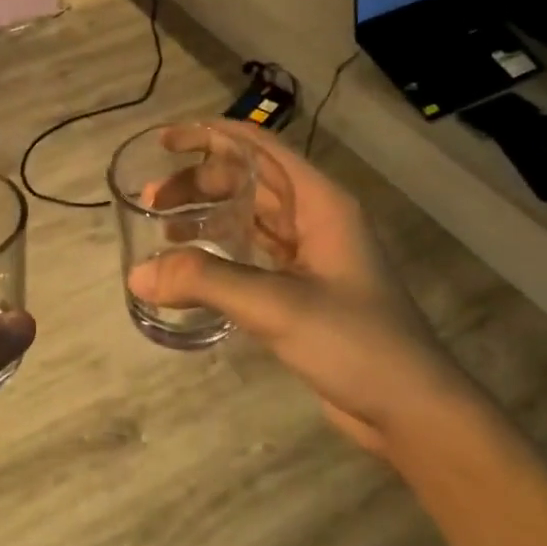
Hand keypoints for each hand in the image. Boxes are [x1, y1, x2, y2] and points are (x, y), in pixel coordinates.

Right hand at [127, 121, 468, 454]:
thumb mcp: (278, 306)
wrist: (411, 409)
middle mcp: (314, 219)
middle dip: (199, 181)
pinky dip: (218, 251)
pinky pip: (251, 254)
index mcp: (320, 203)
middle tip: (151, 201)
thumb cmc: (355, 343)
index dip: (212, 136)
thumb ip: (206, 282)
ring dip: (206, 215)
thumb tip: (135, 275)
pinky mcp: (300, 289)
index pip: (260, 148)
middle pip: (248, 180)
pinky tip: (190, 267)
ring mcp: (309, 255)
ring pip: (248, 217)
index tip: (165, 140)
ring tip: (161, 230)